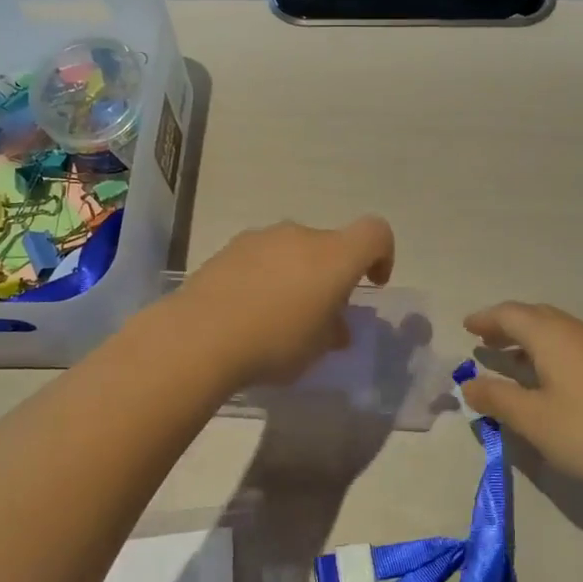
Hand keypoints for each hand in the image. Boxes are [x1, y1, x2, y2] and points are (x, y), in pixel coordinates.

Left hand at [173, 218, 395, 385]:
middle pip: (329, 244)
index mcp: (334, 255)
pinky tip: (247, 311)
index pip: (375, 232)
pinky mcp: (229, 248)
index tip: (371, 284)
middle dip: (331, 274)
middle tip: (318, 315)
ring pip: (292, 250)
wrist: (200, 335)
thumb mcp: (316, 349)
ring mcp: (261, 238)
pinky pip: (261, 257)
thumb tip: (334, 326)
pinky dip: (264, 276)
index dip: (382, 255)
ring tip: (277, 316)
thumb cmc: (275, 342)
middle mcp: (300, 235)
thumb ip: (333, 331)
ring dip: (295, 274)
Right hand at [462, 302, 582, 492]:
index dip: (486, 319)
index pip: (511, 314)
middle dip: (507, 326)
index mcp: (553, 336)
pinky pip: (575, 345)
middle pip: (536, 316)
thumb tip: (469, 384)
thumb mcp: (534, 420)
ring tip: (514, 360)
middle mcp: (578, 332)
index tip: (466, 327)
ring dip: (531, 339)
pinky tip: (552, 379)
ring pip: (559, 331)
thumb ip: (497, 399)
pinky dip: (552, 351)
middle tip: (486, 341)